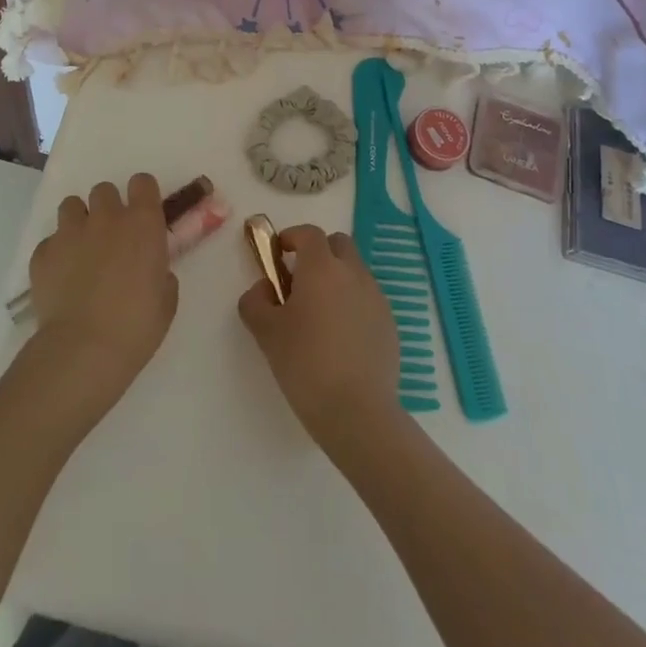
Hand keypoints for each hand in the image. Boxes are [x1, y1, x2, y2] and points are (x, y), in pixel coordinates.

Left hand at [26, 173, 178, 424]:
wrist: (83, 350)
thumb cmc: (136, 327)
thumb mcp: (166, 301)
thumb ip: (161, 273)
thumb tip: (152, 270)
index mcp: (142, 223)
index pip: (142, 182)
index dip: (142, 195)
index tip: (142, 214)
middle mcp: (106, 218)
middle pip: (104, 190)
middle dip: (107, 208)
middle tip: (111, 238)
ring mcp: (70, 232)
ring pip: (71, 206)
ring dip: (78, 222)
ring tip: (81, 251)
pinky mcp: (42, 253)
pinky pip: (50, 242)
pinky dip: (56, 254)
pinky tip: (61, 279)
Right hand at [239, 225, 404, 451]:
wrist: (358, 413)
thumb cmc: (306, 364)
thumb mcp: (266, 332)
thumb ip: (255, 301)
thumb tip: (264, 289)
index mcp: (322, 267)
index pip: (308, 233)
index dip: (291, 237)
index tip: (278, 254)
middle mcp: (353, 273)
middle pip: (338, 244)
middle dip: (319, 253)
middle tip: (300, 281)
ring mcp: (376, 298)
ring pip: (355, 272)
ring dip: (337, 279)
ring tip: (320, 316)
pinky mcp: (390, 324)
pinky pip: (368, 300)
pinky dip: (353, 305)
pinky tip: (341, 339)